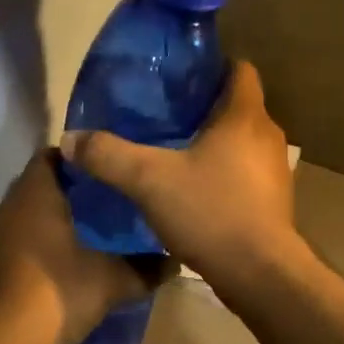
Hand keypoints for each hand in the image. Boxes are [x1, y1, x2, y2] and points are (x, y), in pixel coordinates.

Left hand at [0, 151, 163, 343]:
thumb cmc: (54, 294)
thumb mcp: (110, 282)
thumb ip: (144, 269)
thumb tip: (175, 263)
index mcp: (35, 193)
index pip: (54, 154)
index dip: (81, 157)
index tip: (108, 168)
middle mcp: (7, 206)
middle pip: (39, 183)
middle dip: (70, 190)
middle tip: (107, 201)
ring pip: (25, 214)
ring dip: (51, 220)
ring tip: (89, 232)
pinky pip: (14, 241)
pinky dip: (35, 245)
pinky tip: (60, 264)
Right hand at [61, 61, 306, 306]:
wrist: (261, 276)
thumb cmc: (211, 211)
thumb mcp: (148, 180)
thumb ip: (109, 155)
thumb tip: (69, 139)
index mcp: (245, 116)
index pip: (239, 70)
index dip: (212, 67)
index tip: (179, 77)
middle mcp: (267, 136)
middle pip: (238, 106)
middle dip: (204, 106)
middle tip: (164, 114)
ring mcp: (275, 171)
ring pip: (242, 141)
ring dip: (214, 142)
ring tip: (173, 149)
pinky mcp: (274, 201)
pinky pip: (245, 172)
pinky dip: (222, 171)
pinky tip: (193, 188)